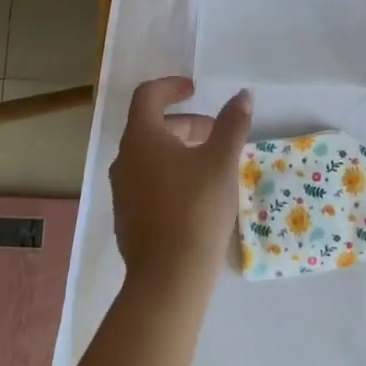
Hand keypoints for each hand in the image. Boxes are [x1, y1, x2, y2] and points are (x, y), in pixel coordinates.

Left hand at [110, 77, 252, 291]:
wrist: (168, 279)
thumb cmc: (195, 208)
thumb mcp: (221, 161)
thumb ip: (232, 124)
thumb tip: (243, 95)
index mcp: (141, 138)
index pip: (147, 96)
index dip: (171, 87)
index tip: (194, 90)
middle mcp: (124, 160)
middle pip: (150, 127)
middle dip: (185, 124)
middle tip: (215, 133)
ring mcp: (122, 191)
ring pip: (150, 156)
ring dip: (179, 150)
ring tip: (211, 164)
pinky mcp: (127, 218)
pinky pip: (147, 182)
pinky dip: (170, 175)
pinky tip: (196, 196)